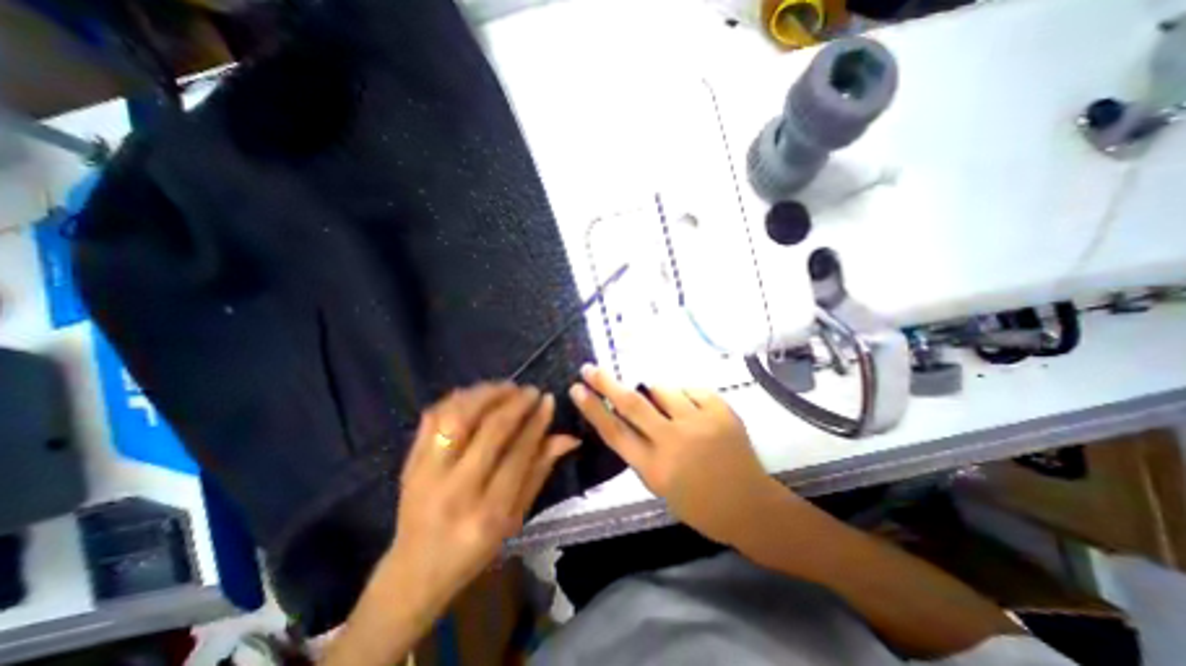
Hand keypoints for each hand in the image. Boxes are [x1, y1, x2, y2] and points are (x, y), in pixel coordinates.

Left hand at [386, 386, 580, 607]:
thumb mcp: (515, 518)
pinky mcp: (409, 462)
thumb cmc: (474, 549)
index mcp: (488, 513)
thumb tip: (568, 437)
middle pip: (490, 431)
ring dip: (486, 395)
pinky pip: (432, 418)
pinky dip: (456, 399)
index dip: (536, 422)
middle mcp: (456, 490)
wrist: (414, 572)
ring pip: (458, 417)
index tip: (547, 400)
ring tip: (505, 387)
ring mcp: (426, 474)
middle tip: (530, 391)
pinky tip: (475, 395)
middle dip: (515, 403)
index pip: (518, 453)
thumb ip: (539, 472)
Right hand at [567, 365, 785, 546]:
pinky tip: (694, 413)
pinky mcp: (720, 410)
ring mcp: (698, 422)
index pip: (614, 432)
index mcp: (654, 467)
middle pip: (631, 404)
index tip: (576, 389)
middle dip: (606, 383)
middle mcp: (672, 441)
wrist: (748, 505)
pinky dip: (686, 397)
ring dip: (656, 391)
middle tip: (590, 368)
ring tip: (666, 406)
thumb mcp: (659, 484)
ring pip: (662, 389)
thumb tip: (628, 414)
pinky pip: (691, 390)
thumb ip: (641, 449)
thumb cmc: (698, 503)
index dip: (592, 408)